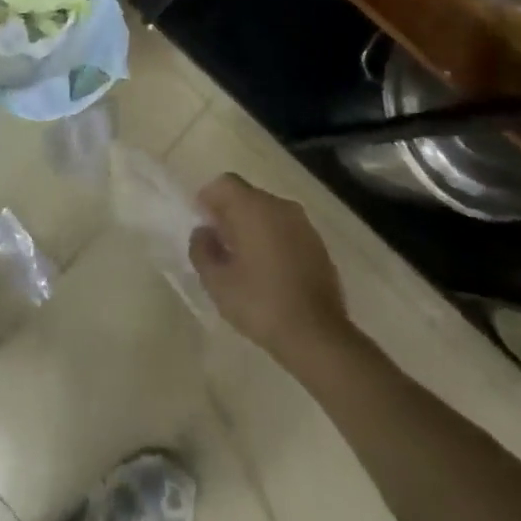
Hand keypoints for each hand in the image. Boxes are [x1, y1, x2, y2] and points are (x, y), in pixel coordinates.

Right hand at [189, 173, 350, 367]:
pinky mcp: (319, 245)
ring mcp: (304, 225)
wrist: (318, 336)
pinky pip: (287, 231)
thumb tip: (203, 233)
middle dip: (230, 214)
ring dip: (253, 227)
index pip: (225, 183)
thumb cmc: (261, 304)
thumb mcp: (217, 282)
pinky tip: (270, 273)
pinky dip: (274, 241)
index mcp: (253, 208)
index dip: (209, 199)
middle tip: (220, 246)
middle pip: (247, 196)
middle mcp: (280, 206)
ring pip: (269, 213)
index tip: (203, 224)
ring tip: (244, 261)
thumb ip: (202, 250)